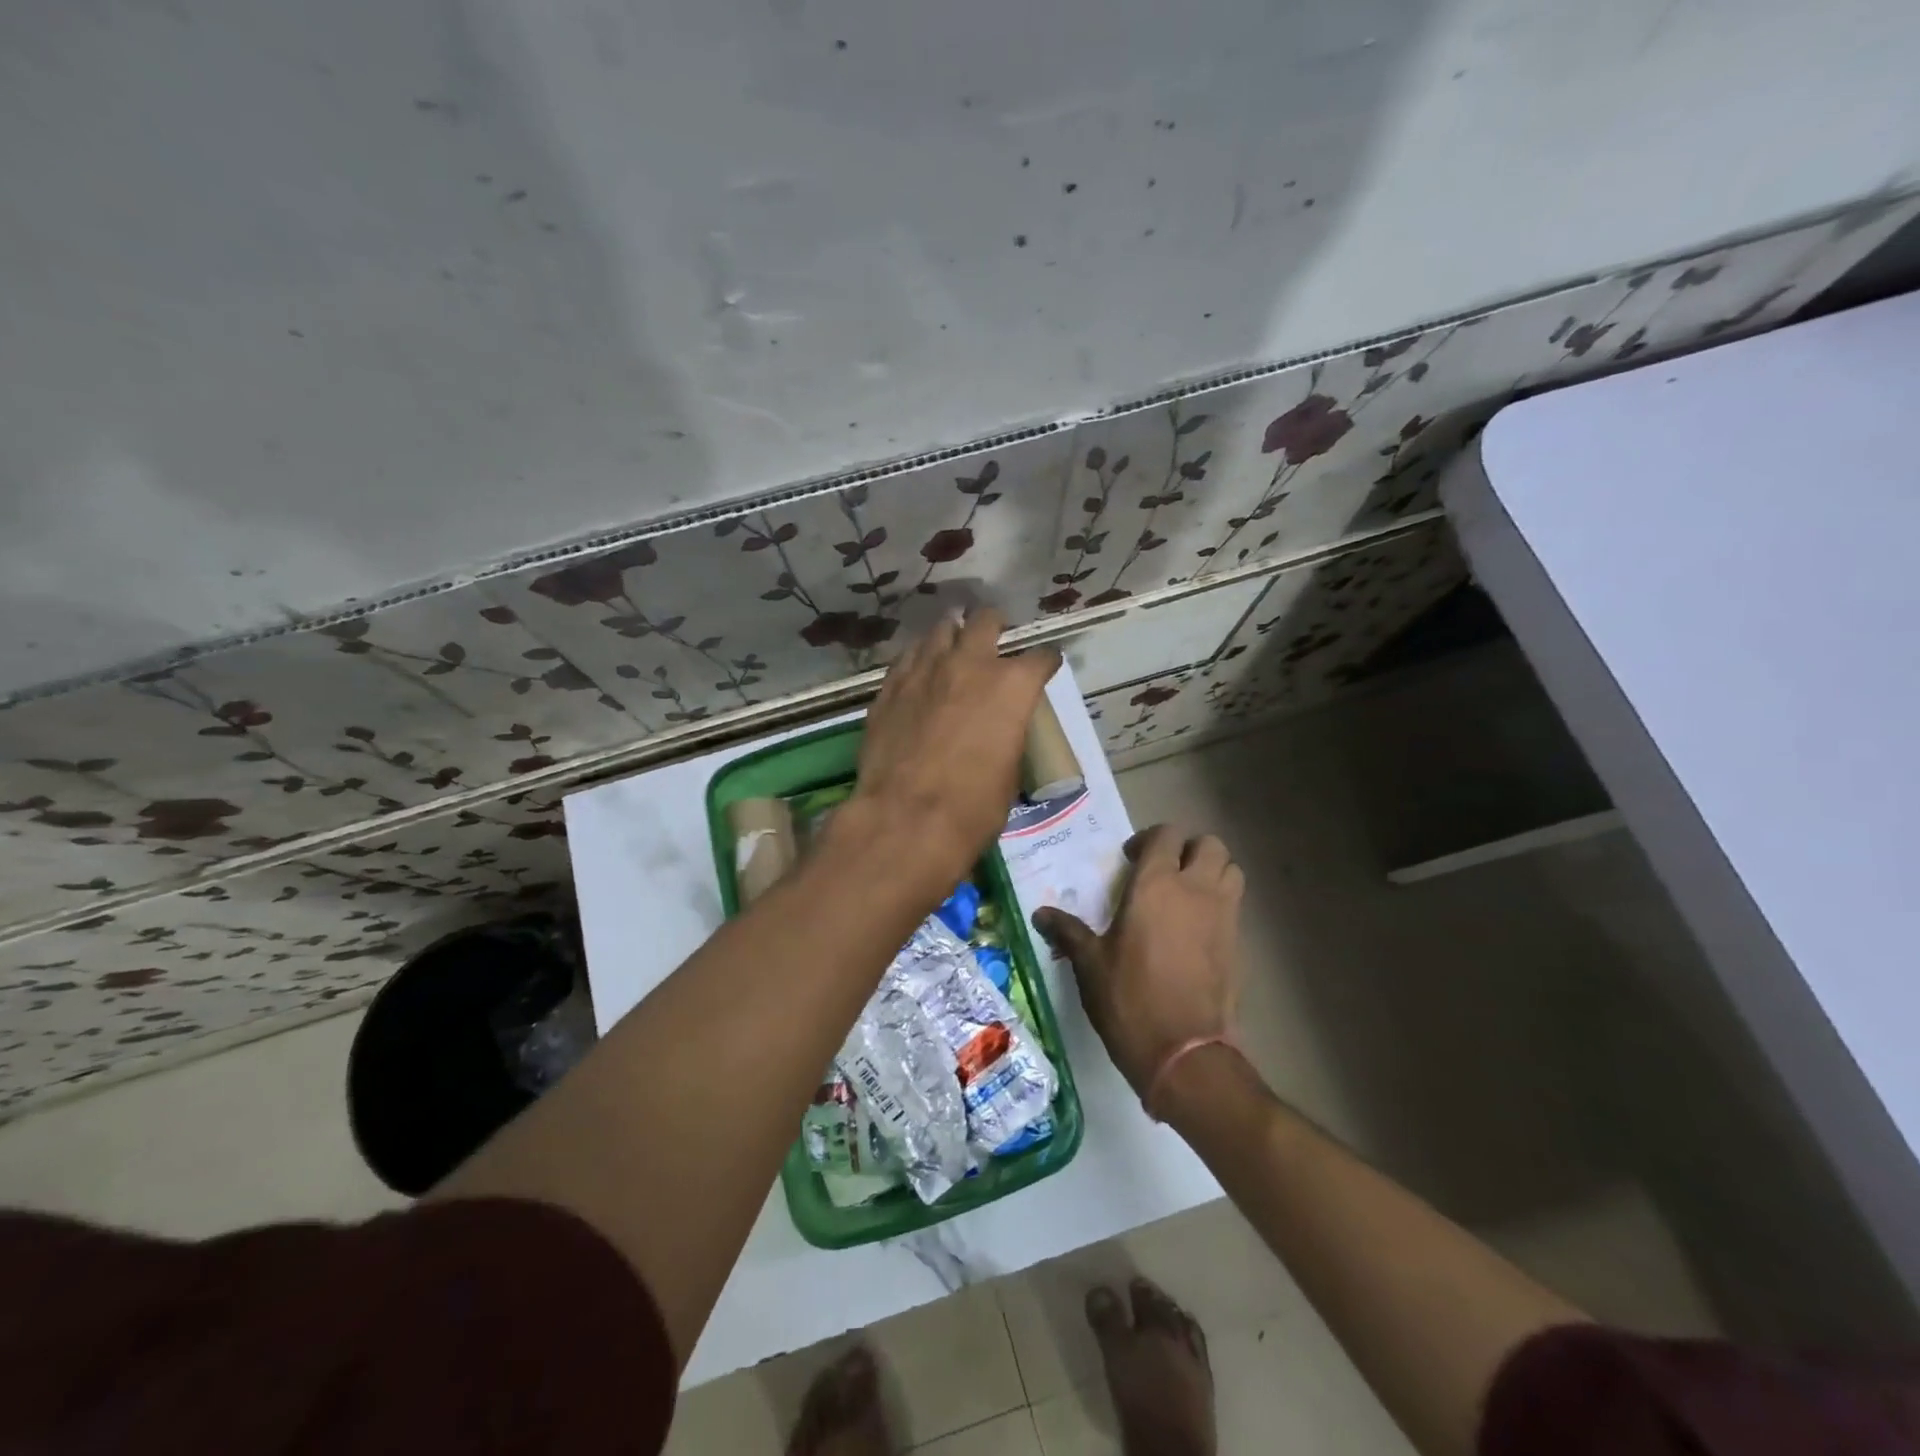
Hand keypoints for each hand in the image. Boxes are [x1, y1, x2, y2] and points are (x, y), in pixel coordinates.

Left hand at [847, 608, 1060, 896]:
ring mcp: (925, 670)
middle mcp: (970, 664)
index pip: (1041, 657)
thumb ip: (1008, 735)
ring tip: (954, 646)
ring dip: (953, 635)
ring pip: (941, 629)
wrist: (906, 817)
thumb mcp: (1009, 772)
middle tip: (994, 639)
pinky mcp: (890, 686)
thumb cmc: (973, 806)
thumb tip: (1000, 731)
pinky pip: (908, 657)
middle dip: (994, 626)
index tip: (1045, 667)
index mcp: (1012, 686)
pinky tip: (920, 672)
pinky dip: (920, 659)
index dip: (1046, 662)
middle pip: (986, 621)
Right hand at [1033, 825, 1242, 1102]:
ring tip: (1185, 894)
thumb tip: (1040, 914)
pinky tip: (1195, 929)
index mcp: (1157, 885)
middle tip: (1163, 871)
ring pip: (1231, 869)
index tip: (1130, 860)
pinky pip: (1235, 905)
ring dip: (1211, 871)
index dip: (1148, 840)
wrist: (1184, 1052)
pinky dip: (1220, 903)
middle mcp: (1196, 890)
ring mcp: (1224, 916)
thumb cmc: (1129, 999)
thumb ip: (1068, 931)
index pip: (1166, 835)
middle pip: (1209, 844)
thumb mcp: (1090, 964)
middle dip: (1187, 849)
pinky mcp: (1238, 944)